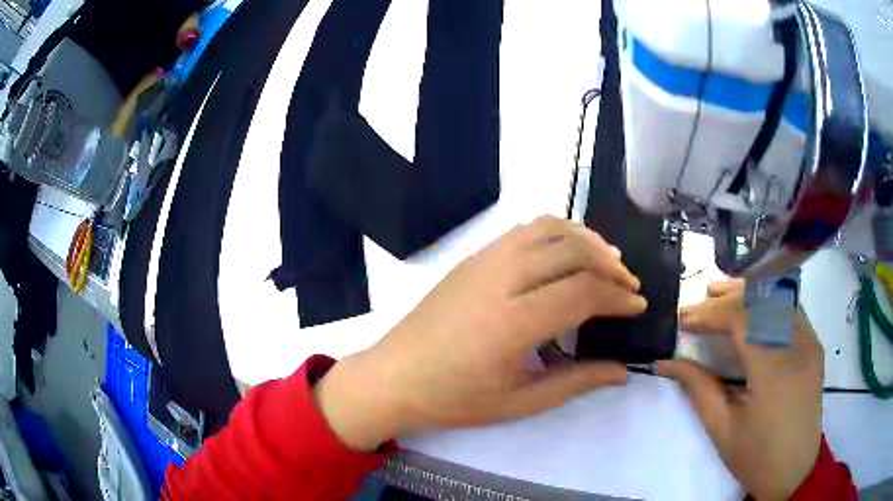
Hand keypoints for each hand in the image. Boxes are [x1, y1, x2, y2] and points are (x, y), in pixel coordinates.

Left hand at [316, 216, 646, 450]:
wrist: (394, 376)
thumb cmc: (454, 398)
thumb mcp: (519, 401)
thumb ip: (576, 383)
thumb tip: (622, 372)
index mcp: (513, 322)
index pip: (582, 293)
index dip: (618, 297)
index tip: (638, 306)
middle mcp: (500, 278)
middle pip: (572, 252)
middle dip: (610, 266)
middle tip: (629, 286)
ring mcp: (483, 260)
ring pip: (549, 228)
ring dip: (586, 239)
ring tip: (607, 262)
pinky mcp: (473, 256)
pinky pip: (524, 230)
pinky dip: (557, 232)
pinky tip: (567, 252)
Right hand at [657, 280, 823, 500]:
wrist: (795, 469)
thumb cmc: (756, 456)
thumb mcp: (721, 429)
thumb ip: (697, 388)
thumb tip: (666, 361)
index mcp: (772, 370)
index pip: (741, 319)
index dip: (710, 313)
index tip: (684, 319)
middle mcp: (796, 345)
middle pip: (761, 299)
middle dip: (726, 297)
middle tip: (699, 303)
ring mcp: (810, 340)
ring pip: (779, 295)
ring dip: (748, 292)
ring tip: (721, 293)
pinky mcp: (814, 343)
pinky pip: (791, 307)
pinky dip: (767, 300)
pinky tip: (752, 307)